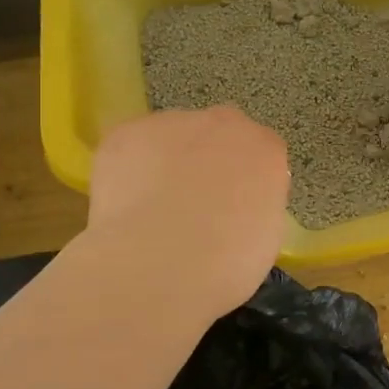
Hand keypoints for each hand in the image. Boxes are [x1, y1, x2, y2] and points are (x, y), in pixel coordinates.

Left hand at [86, 107, 290, 318]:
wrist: (158, 264)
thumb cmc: (226, 264)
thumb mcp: (264, 238)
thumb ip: (255, 205)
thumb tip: (235, 205)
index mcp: (265, 149)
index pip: (260, 153)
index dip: (243, 181)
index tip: (232, 209)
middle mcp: (223, 124)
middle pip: (217, 134)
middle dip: (207, 160)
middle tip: (193, 206)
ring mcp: (172, 123)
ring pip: (171, 137)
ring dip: (166, 162)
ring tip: (151, 210)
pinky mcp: (126, 133)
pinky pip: (131, 147)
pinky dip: (127, 170)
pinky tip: (124, 205)